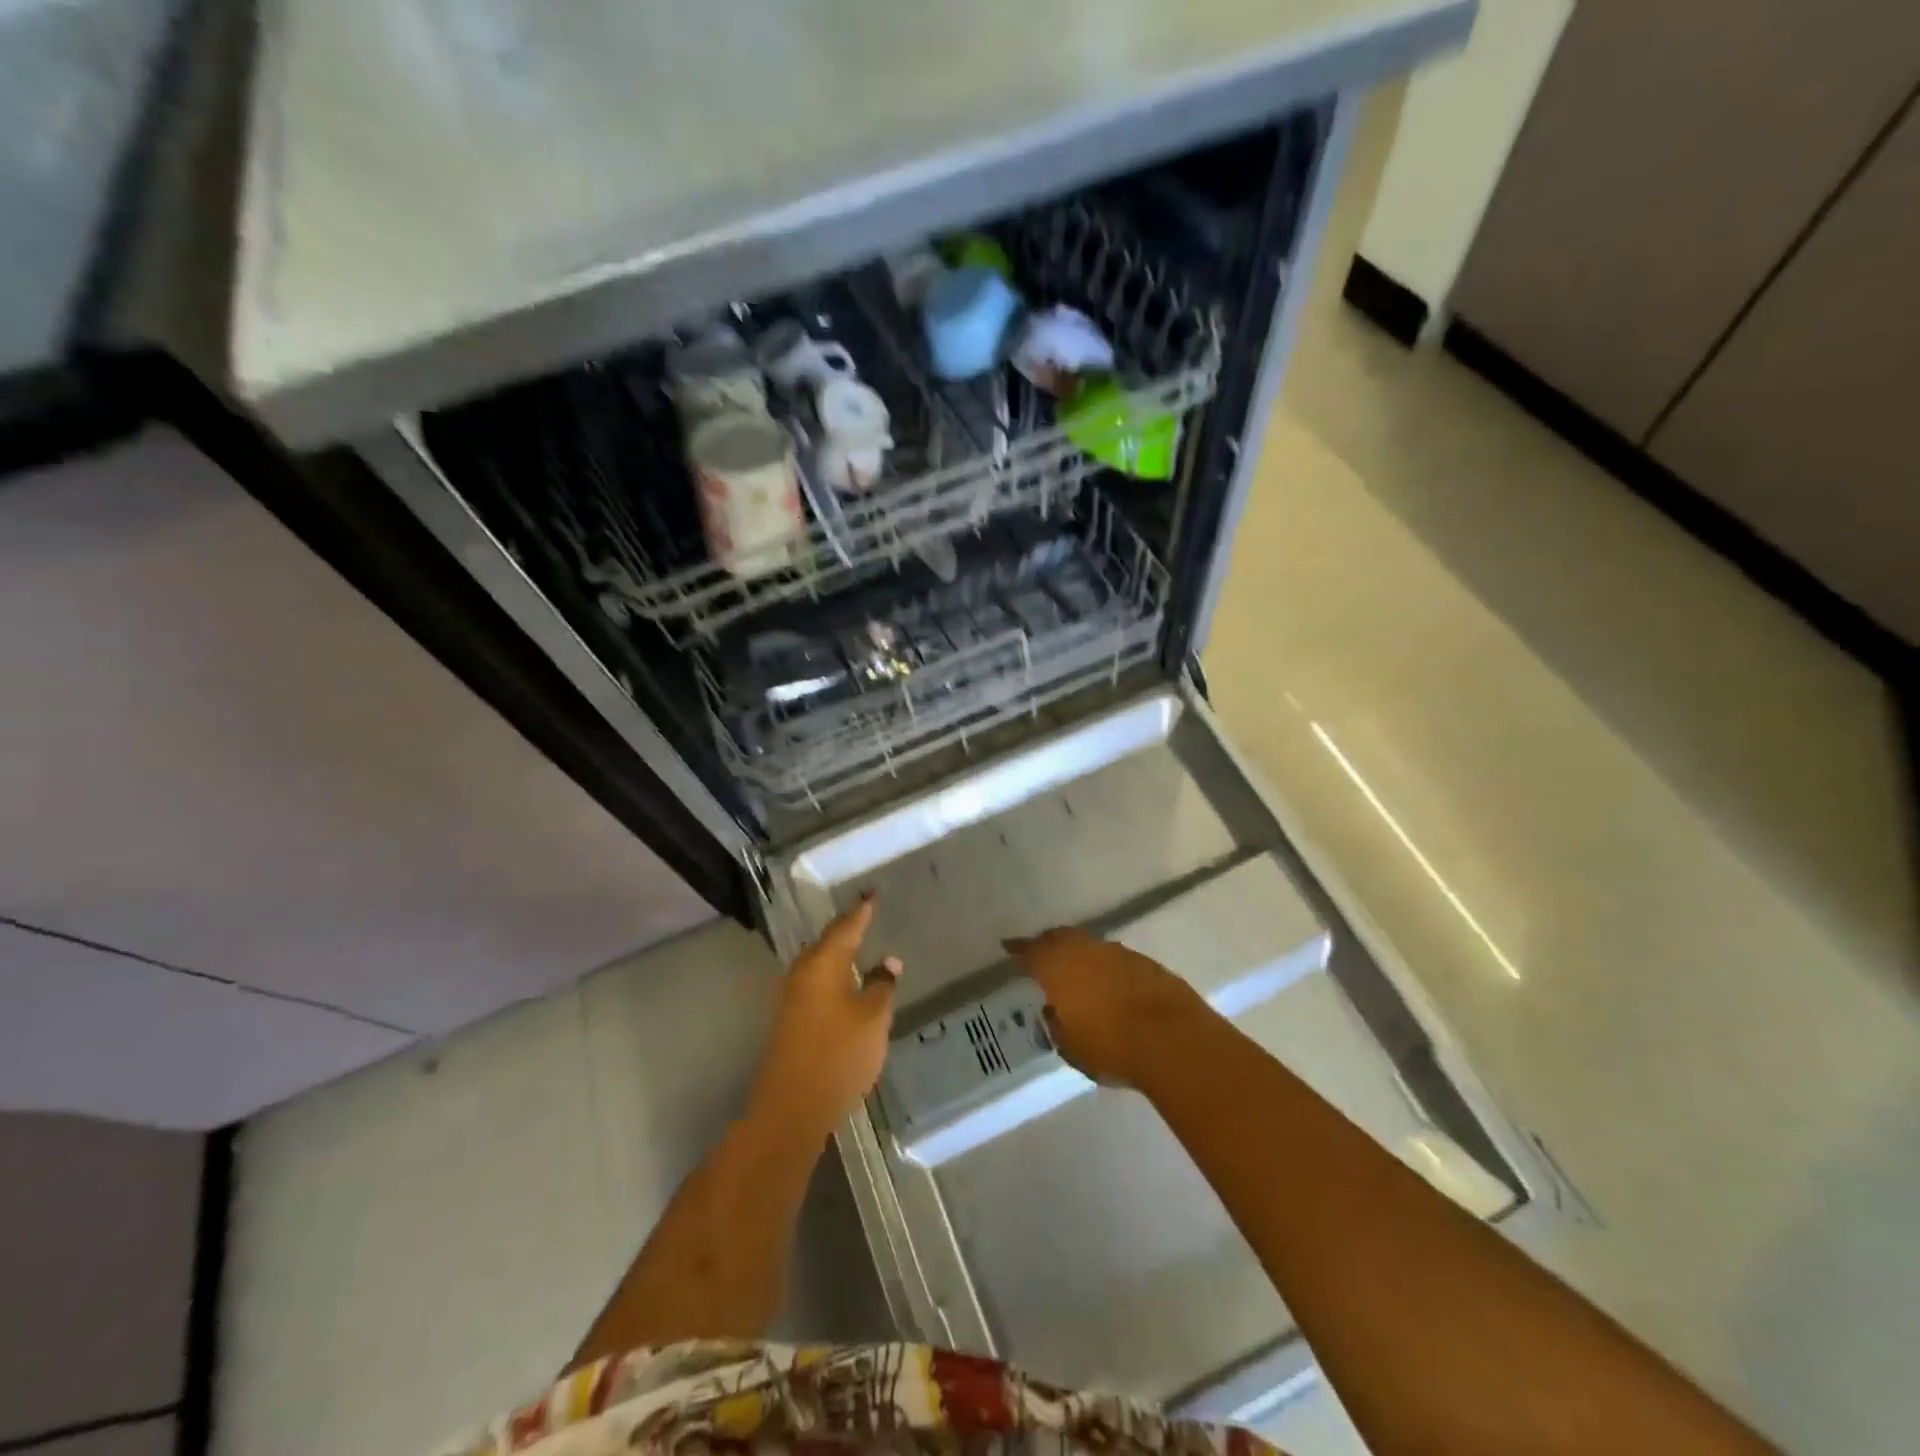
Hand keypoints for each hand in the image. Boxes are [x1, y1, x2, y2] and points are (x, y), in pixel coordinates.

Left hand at [750, 894, 900, 1139]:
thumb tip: (887, 961)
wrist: (792, 1107)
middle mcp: (802, 972)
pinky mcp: (790, 1019)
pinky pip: (815, 982)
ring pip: (819, 963)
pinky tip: (846, 983)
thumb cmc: (839, 1054)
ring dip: (838, 953)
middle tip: (866, 916)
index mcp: (823, 963)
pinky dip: (833, 974)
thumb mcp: (873, 1017)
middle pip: (827, 941)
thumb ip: (882, 985)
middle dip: (846, 928)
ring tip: (859, 945)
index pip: (846, 926)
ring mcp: (792, 997)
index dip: (862, 910)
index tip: (872, 893)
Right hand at [1004, 926, 1209, 1086]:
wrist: (1173, 1040)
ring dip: (1080, 953)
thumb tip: (1055, 1014)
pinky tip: (1108, 982)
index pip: (1031, 951)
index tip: (1008, 946)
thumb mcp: (1071, 1047)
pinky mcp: (1145, 963)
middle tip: (1041, 952)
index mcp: (1058, 968)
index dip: (1018, 949)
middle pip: (1061, 937)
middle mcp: (1085, 951)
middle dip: (1049, 943)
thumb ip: (1058, 1026)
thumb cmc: (1112, 1047)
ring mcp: (1118, 953)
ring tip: (1076, 969)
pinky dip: (1106, 965)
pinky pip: (1115, 958)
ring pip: (1090, 945)